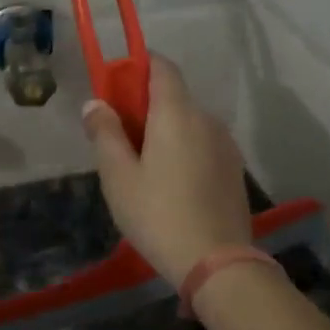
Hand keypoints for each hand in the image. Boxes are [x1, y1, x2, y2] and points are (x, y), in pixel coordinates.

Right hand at [82, 54, 252, 284]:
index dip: (137, 66)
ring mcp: (225, 144)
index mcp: (177, 113)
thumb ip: (105, 133)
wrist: (217, 263)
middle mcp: (206, 119)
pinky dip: (183, 149)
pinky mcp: (234, 169)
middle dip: (144, 105)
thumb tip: (95, 103)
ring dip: (165, 130)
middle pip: (174, 96)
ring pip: (189, 122)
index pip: (162, 66)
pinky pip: (202, 144)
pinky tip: (170, 183)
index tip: (115, 85)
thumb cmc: (158, 214)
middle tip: (118, 136)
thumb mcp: (118, 176)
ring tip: (142, 165)